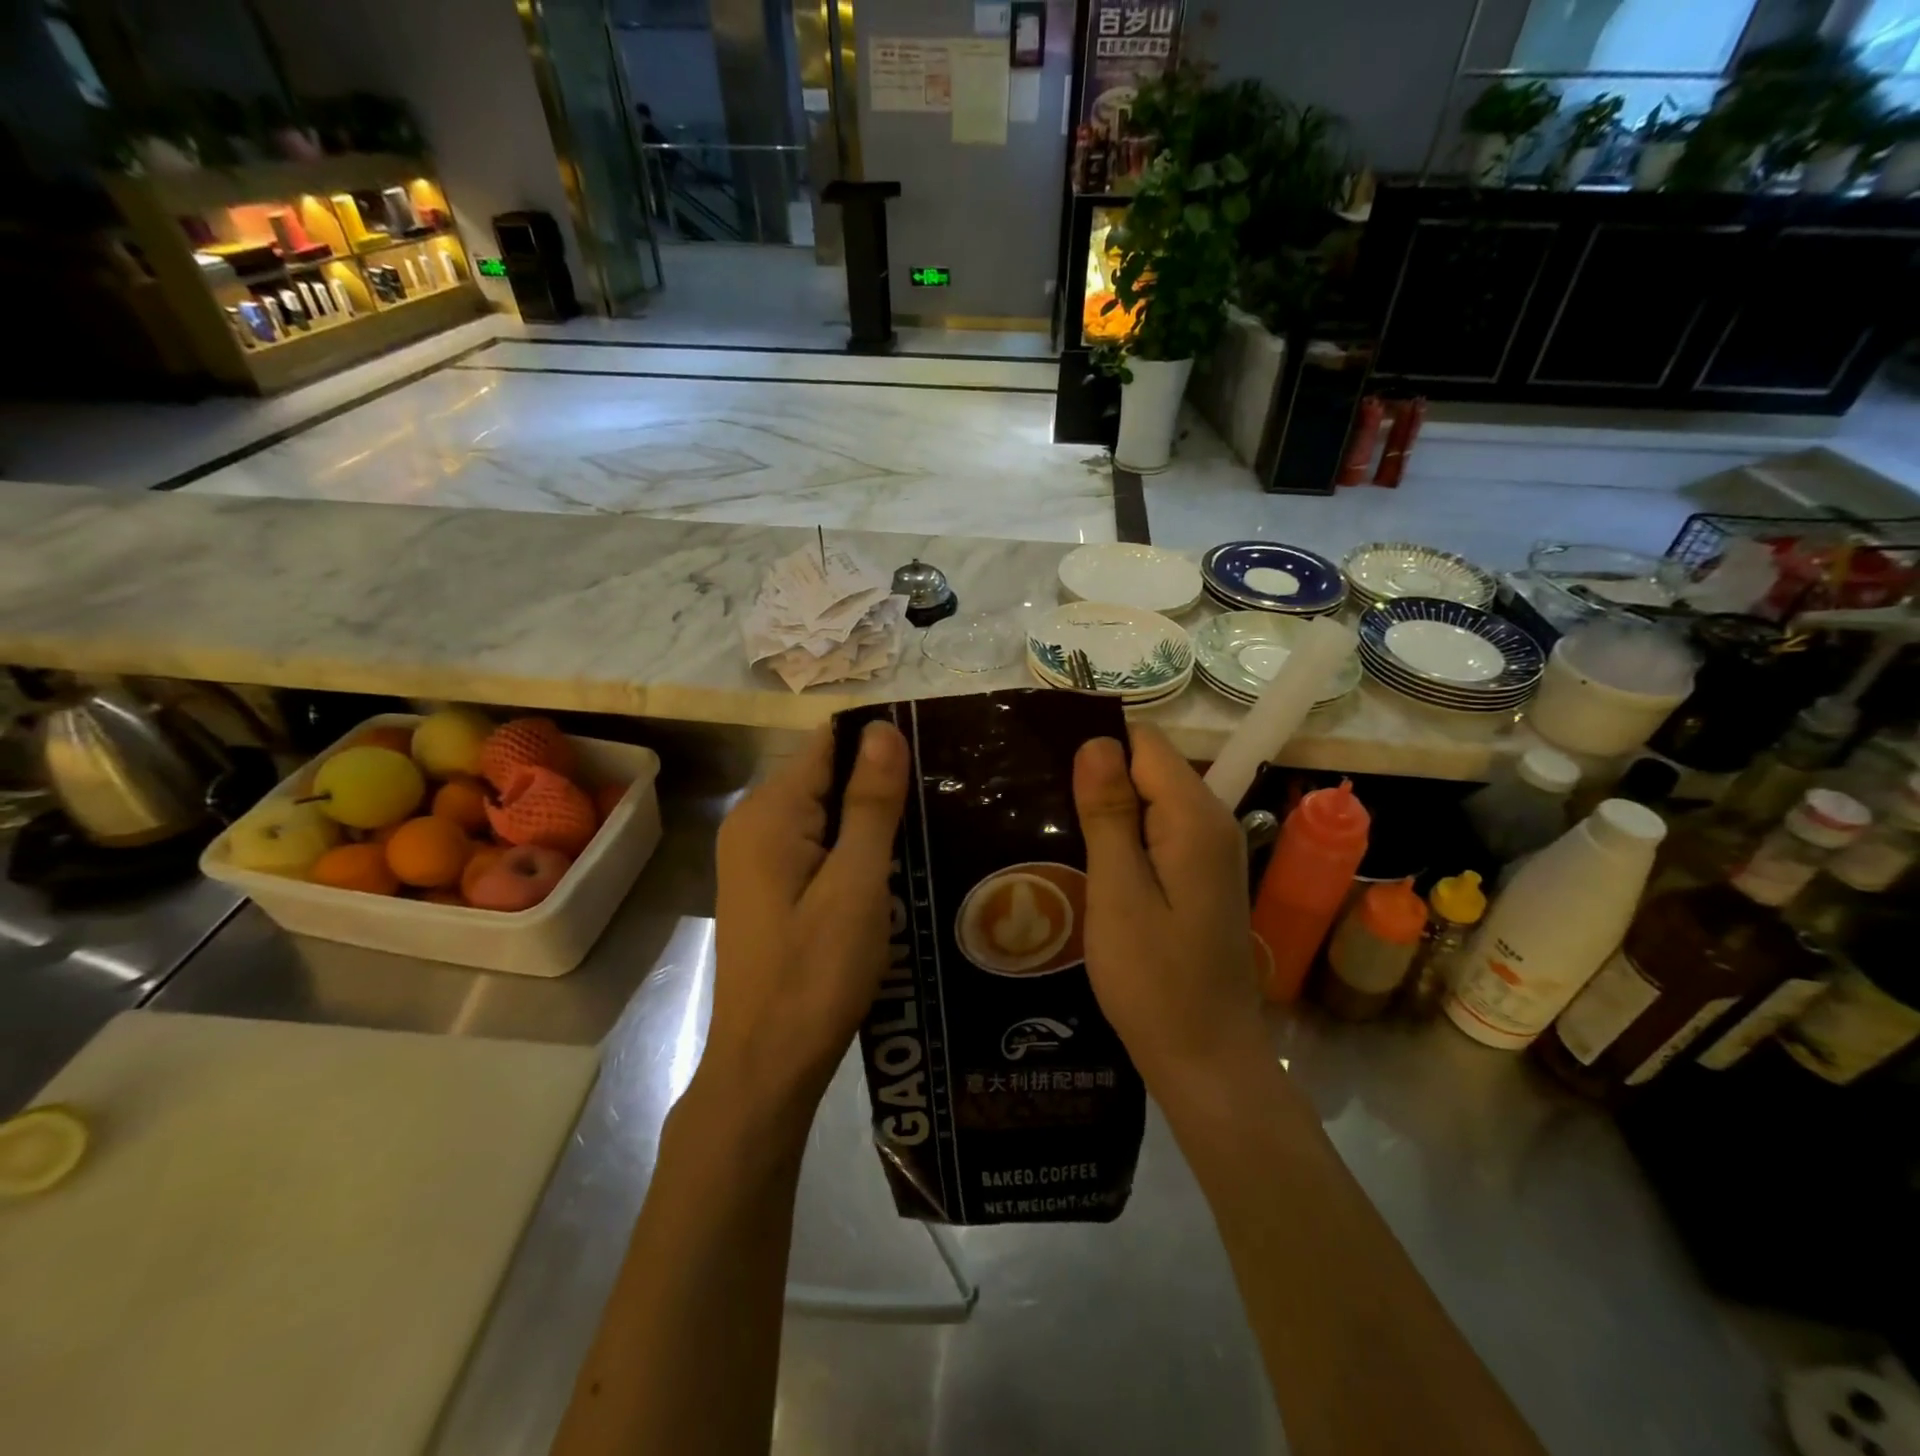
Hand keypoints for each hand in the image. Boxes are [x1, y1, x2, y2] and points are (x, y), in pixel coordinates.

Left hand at [706, 720, 908, 1114]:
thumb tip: (883, 728)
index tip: (933, 758)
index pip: (828, 744)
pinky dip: (852, 850)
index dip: (879, 745)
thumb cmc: (816, 973)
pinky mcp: (768, 887)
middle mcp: (753, 823)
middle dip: (879, 785)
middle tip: (941, 802)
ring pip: (824, 814)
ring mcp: (756, 858)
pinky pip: (816, 846)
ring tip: (929, 831)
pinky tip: (892, 869)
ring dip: (870, 820)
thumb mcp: (855, 883)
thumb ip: (870, 803)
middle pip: (825, 776)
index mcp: (769, 812)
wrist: (768, 1064)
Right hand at [1072, 724, 1267, 1093]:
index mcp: (1195, 818)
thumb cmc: (1154, 980)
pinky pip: (1157, 832)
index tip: (1044, 768)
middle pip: (1149, 767)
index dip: (1095, 746)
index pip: (1144, 743)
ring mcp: (1210, 851)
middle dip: (1097, 778)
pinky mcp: (1200, 876)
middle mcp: (1212, 822)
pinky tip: (1087, 861)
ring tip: (1052, 830)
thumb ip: (1109, 815)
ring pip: (1151, 800)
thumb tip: (1095, 742)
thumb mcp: (1119, 894)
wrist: (1206, 1059)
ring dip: (1105, 809)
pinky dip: (1122, 837)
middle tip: (1040, 807)